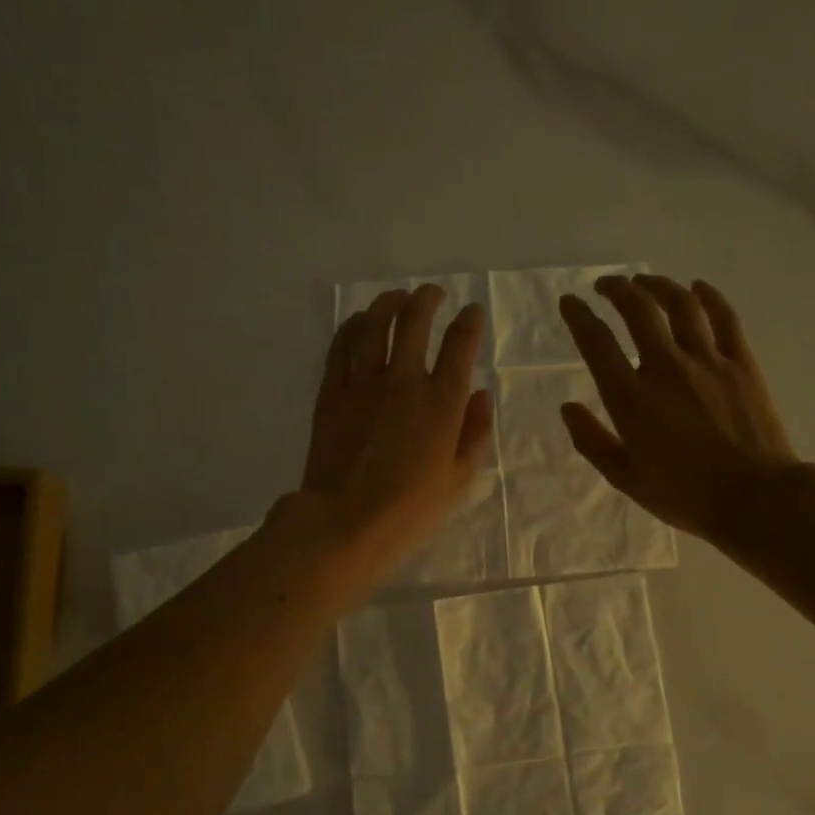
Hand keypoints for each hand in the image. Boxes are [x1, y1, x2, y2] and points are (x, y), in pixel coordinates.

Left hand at [298, 284, 494, 582]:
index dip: (469, 322)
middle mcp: (403, 380)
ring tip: (396, 296)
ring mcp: (363, 382)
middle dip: (427, 300)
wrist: (345, 521)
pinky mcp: (332, 391)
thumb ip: (476, 432)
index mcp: (442, 401)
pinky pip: (341, 346)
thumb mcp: (460, 479)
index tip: (472, 312)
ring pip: (375, 325)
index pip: (460, 345)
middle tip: (432, 293)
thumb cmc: (411, 509)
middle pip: (415, 321)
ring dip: (388, 304)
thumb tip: (482, 394)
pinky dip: (352, 326)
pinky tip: (359, 321)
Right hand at [559, 274, 797, 541]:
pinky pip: (724, 318)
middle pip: (637, 310)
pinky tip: (698, 287)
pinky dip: (709, 296)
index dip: (579, 317)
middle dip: (617, 289)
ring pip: (680, 305)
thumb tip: (567, 407)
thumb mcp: (625, 478)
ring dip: (658, 286)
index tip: (569, 302)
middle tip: (605, 285)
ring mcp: (707, 361)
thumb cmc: (684, 495)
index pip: (597, 343)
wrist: (755, 498)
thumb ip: (592, 440)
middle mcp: (666, 368)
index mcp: (631, 398)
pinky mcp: (741, 363)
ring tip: (645, 281)